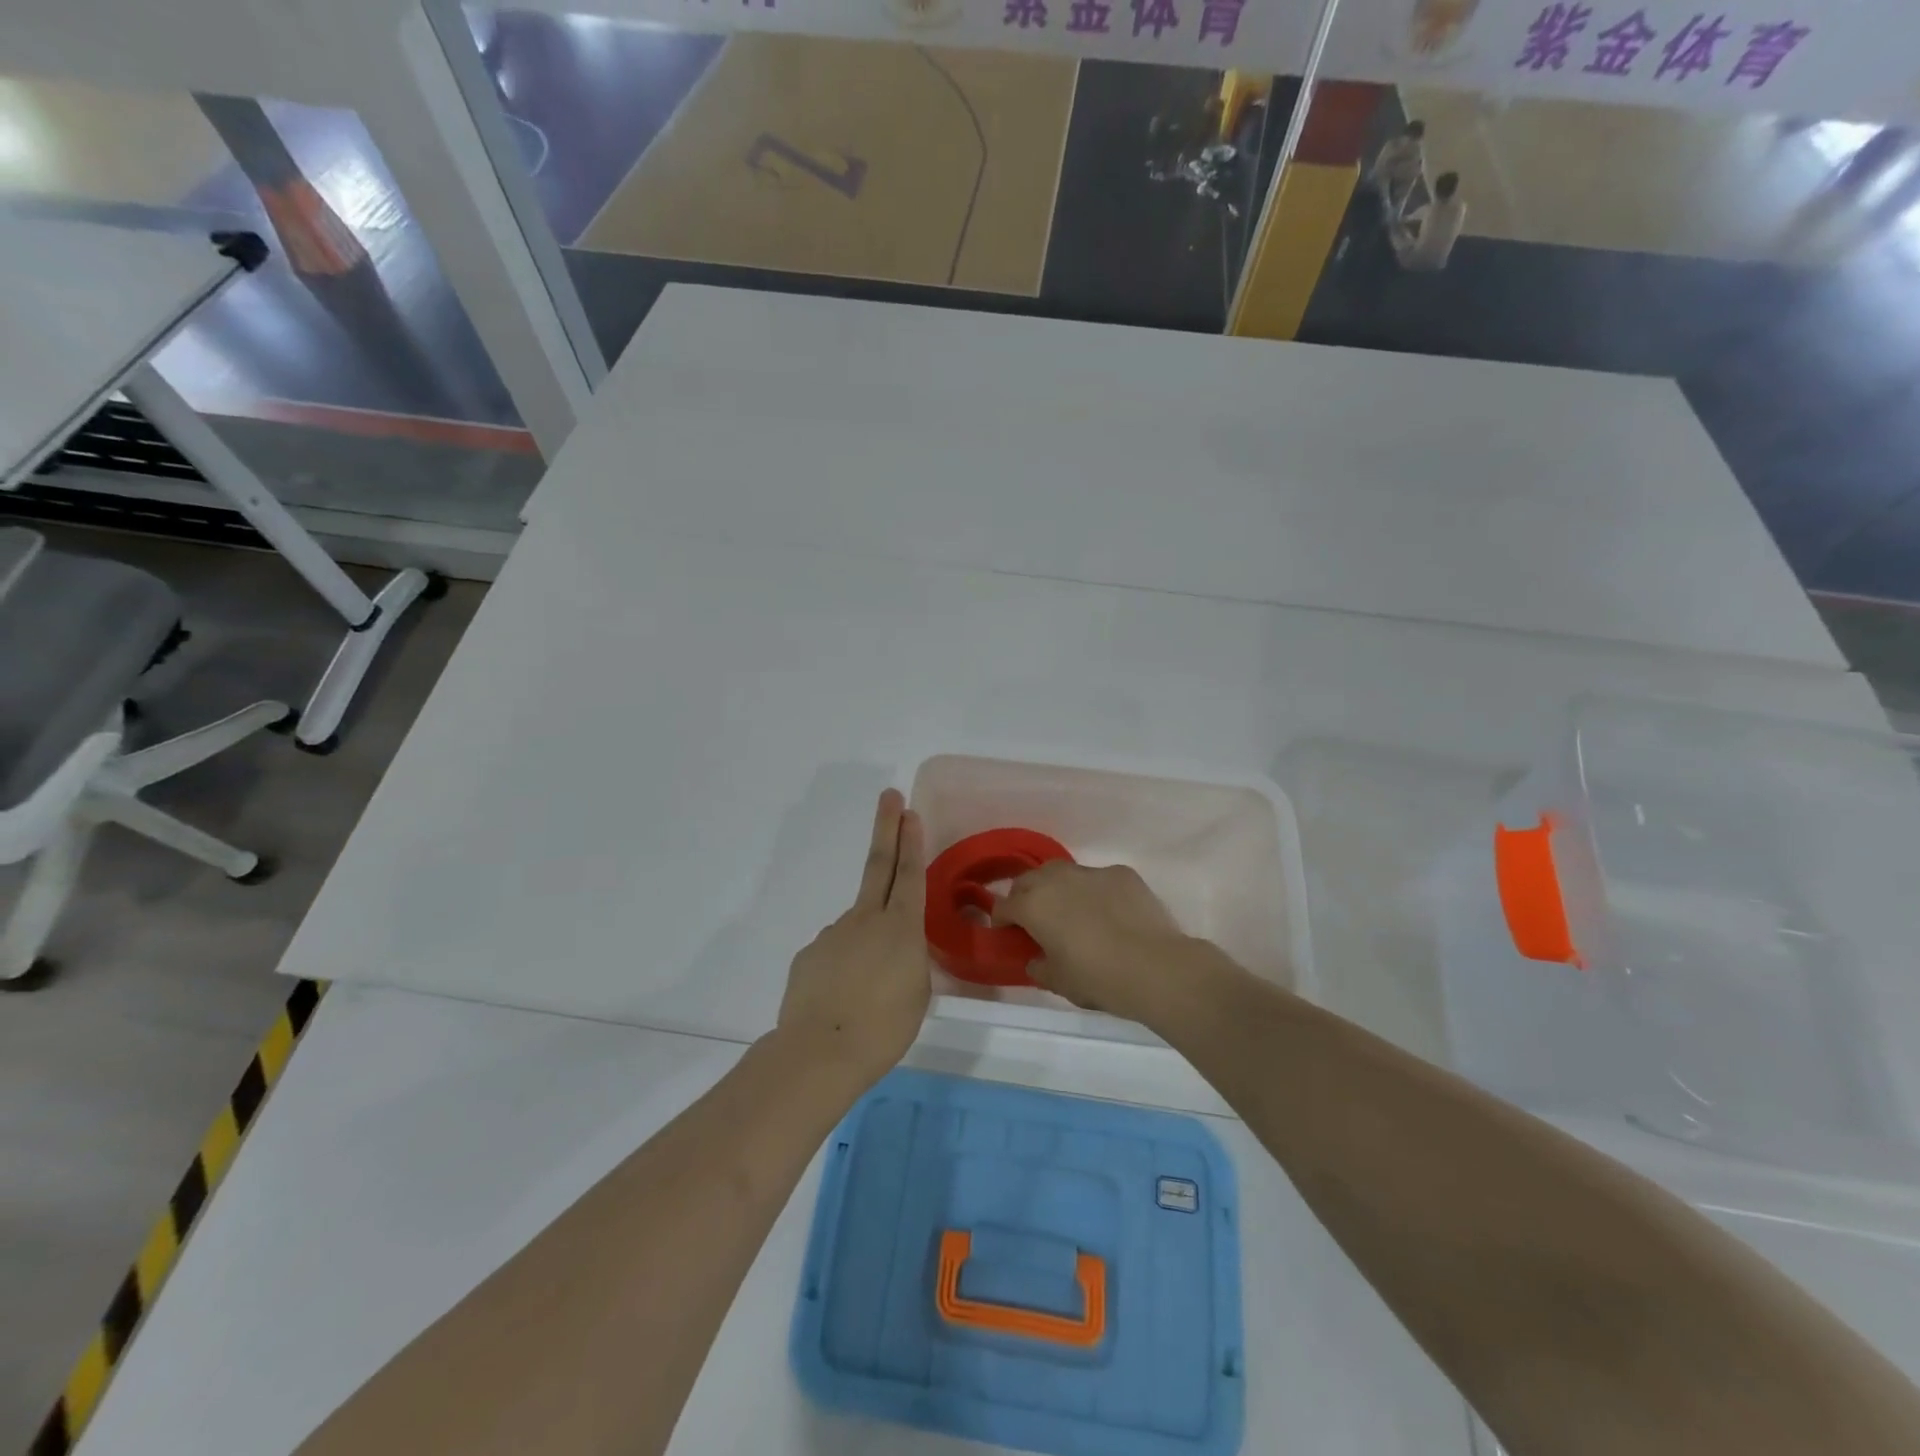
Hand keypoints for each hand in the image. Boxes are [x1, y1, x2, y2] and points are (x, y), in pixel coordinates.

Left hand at [776, 790, 929, 1087]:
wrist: (820, 1052)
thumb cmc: (884, 1028)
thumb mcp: (917, 992)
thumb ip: (908, 958)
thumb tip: (890, 946)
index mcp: (900, 928)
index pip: (909, 874)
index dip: (911, 841)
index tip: (909, 811)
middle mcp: (865, 919)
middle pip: (878, 865)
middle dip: (886, 828)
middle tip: (889, 797)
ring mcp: (833, 933)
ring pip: (857, 926)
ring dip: (867, 945)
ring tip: (869, 992)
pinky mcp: (809, 954)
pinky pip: (835, 953)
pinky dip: (844, 969)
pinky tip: (842, 1000)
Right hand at [991, 862, 1194, 1024]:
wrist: (1155, 967)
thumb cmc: (1097, 977)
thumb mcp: (1059, 982)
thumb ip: (1039, 967)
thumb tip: (1036, 959)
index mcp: (1033, 906)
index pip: (1004, 906)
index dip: (1002, 920)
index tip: (1008, 933)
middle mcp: (1056, 880)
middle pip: (1028, 880)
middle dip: (1025, 896)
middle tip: (1034, 919)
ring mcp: (1091, 872)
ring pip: (1063, 872)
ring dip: (1057, 888)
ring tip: (1070, 910)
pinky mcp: (1121, 873)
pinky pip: (1097, 878)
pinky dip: (1094, 891)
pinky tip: (1109, 912)